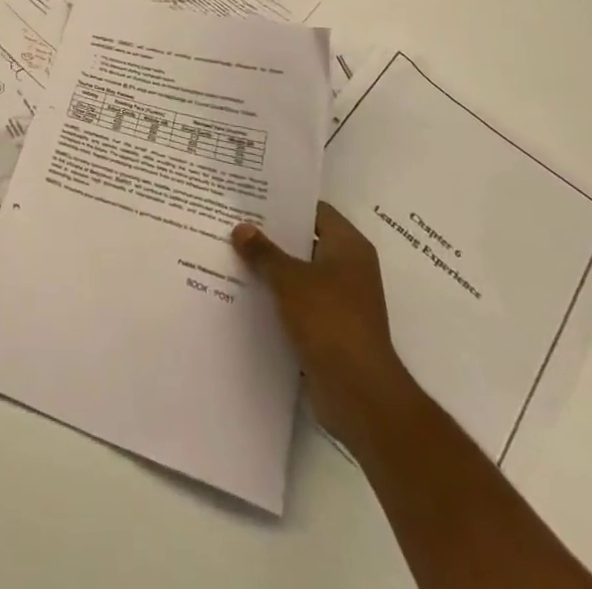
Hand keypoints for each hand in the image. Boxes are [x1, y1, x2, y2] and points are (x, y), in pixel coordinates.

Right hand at [233, 202, 420, 450]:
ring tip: (231, 253)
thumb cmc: (330, 321)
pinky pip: (298, 303)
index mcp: (348, 247)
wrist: (359, 394)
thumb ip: (264, 252)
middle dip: (271, 236)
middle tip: (233, 222)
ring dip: (271, 269)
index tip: (251, 196)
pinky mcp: (330, 330)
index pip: (315, 210)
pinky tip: (244, 292)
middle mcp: (349, 269)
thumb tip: (241, 228)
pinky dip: (276, 299)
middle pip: (305, 241)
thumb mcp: (289, 279)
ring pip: (299, 274)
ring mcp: (341, 302)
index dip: (285, 202)